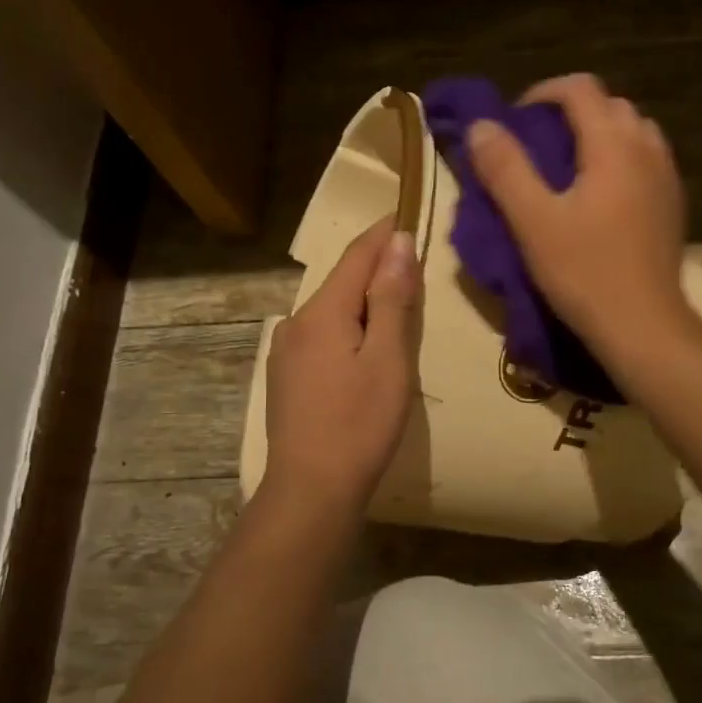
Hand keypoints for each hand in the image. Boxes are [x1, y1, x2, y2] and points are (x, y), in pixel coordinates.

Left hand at [262, 216, 418, 509]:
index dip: (385, 232)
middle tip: (416, 263)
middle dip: (377, 268)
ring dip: (364, 300)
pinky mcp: (286, 377)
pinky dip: (349, 327)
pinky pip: (322, 335)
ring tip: (398, 305)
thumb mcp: (388, 359)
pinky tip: (365, 345)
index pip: (357, 255)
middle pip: (342, 281)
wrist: (311, 490)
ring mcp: (285, 351)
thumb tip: (398, 243)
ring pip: (332, 310)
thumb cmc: (360, 423)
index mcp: (322, 312)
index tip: (410, 213)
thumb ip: (392, 299)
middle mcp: (296, 322)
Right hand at [467, 72, 690, 351]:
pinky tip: (601, 197)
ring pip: (633, 132)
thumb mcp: (533, 222)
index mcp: (613, 144)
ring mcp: (667, 177)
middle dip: (572, 112)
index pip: (580, 88)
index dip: (543, 92)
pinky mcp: (673, 205)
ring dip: (600, 135)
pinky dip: (620, 160)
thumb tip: (481, 125)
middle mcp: (647, 149)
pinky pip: (647, 161)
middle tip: (539, 144)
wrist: (644, 325)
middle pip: (610, 105)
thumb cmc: (585, 272)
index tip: (517, 120)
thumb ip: (505, 169)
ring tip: (570, 168)